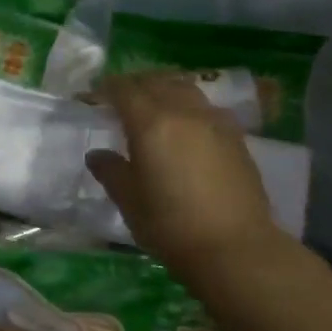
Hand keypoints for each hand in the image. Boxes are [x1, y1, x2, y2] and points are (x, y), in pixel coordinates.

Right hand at [87, 73, 290, 291]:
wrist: (236, 248)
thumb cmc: (172, 225)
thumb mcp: (129, 201)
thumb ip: (111, 171)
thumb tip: (97, 154)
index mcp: (151, 123)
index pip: (124, 90)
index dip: (107, 87)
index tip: (95, 93)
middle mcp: (183, 112)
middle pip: (156, 82)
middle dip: (135, 84)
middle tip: (121, 97)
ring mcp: (214, 122)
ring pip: (185, 89)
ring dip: (165, 89)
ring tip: (155, 104)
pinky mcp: (236, 137)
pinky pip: (206, 107)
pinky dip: (189, 106)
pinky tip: (187, 125)